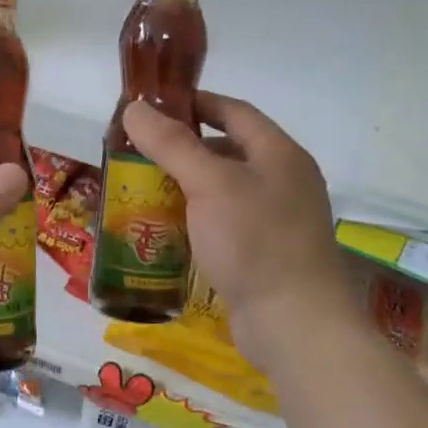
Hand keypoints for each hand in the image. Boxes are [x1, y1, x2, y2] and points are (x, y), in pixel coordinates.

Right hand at [123, 93, 353, 366]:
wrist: (294, 324)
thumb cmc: (255, 241)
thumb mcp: (209, 184)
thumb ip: (171, 144)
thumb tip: (133, 109)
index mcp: (279, 154)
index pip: (234, 111)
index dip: (194, 103)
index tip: (152, 107)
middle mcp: (282, 181)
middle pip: (226, 150)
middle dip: (181, 148)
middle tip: (137, 151)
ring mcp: (275, 220)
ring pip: (221, 190)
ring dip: (184, 186)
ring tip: (141, 188)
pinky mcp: (262, 254)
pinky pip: (222, 223)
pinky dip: (194, 219)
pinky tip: (164, 228)